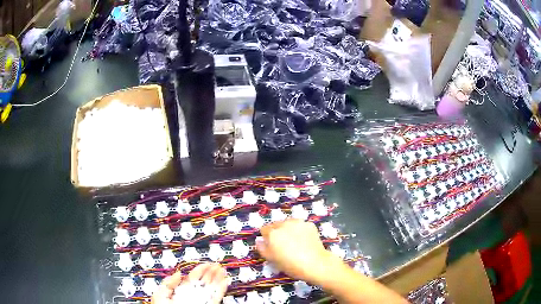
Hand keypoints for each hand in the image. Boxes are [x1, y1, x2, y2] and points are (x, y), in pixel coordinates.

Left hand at [151, 263, 228, 303]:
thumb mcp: (160, 295)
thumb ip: (168, 284)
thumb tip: (178, 273)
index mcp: (181, 291)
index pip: (192, 278)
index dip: (200, 269)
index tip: (206, 263)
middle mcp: (193, 295)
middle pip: (204, 282)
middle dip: (211, 272)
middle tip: (217, 264)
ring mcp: (201, 301)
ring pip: (212, 288)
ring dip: (218, 279)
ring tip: (223, 270)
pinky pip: (216, 297)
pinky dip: (222, 289)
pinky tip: (225, 281)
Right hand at [256, 219, 342, 284]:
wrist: (315, 263)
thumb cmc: (290, 264)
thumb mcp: (272, 259)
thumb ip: (262, 248)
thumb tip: (259, 240)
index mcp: (273, 233)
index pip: (264, 229)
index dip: (266, 237)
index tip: (271, 245)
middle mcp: (284, 224)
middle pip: (276, 225)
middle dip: (277, 232)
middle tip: (283, 244)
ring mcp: (298, 223)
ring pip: (288, 223)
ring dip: (288, 229)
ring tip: (294, 241)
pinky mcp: (309, 224)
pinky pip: (300, 225)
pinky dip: (300, 230)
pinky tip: (304, 240)